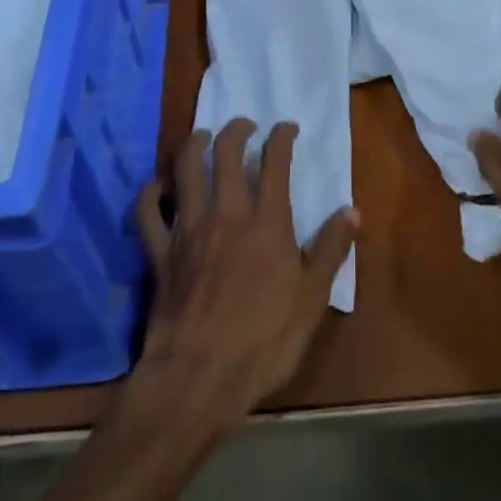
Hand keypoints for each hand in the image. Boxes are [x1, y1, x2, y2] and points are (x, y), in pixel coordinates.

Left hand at [131, 119, 356, 433]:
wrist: (199, 374)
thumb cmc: (264, 340)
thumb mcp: (312, 299)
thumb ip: (330, 250)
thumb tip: (351, 211)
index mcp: (267, 221)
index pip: (275, 161)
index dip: (282, 137)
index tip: (287, 127)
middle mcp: (226, 212)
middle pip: (226, 153)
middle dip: (236, 130)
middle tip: (244, 125)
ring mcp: (188, 229)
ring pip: (185, 170)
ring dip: (194, 145)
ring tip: (202, 136)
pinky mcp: (159, 251)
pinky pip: (148, 212)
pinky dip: (151, 194)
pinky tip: (157, 187)